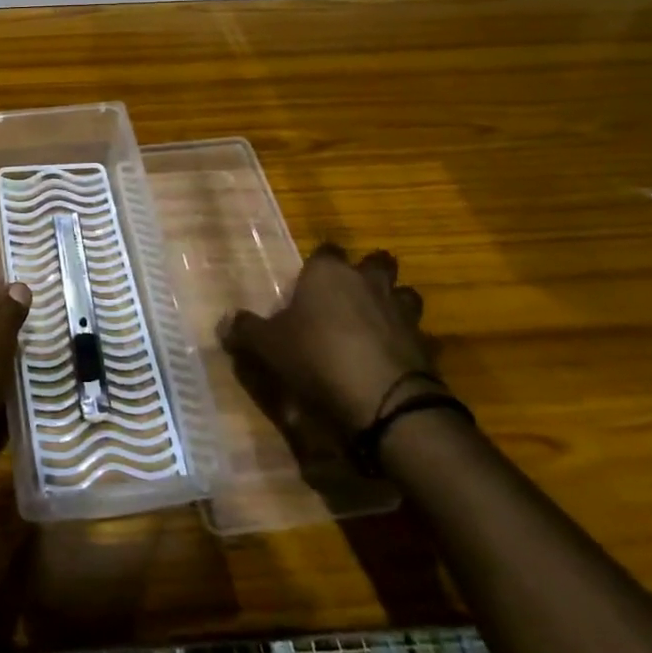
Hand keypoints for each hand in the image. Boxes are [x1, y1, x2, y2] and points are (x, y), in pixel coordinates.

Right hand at [225, 244, 436, 431]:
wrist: (384, 401)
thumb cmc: (317, 357)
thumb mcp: (268, 346)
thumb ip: (246, 330)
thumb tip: (225, 320)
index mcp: (329, 273)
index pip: (326, 250)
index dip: (319, 264)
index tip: (309, 282)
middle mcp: (368, 282)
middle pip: (377, 262)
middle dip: (367, 273)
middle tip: (350, 295)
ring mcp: (402, 312)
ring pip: (404, 294)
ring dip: (393, 303)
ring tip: (376, 323)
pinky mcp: (426, 344)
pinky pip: (418, 334)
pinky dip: (408, 342)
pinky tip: (394, 359)